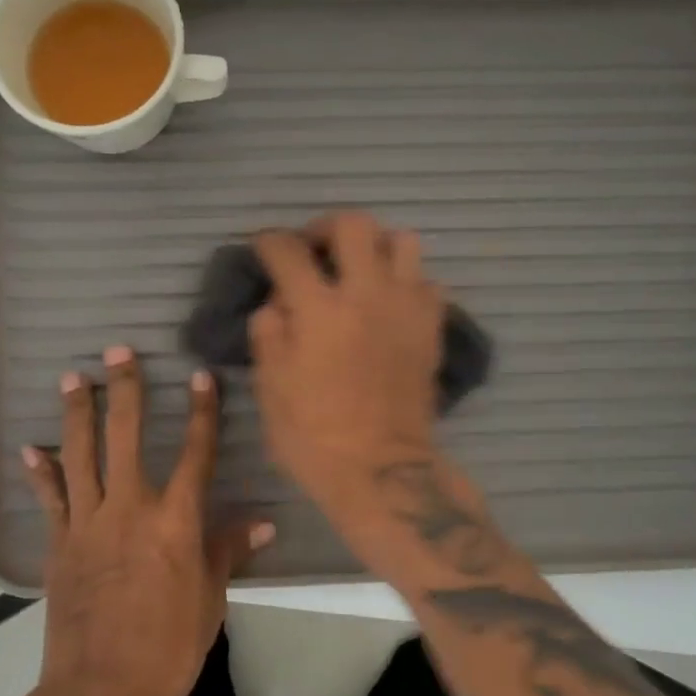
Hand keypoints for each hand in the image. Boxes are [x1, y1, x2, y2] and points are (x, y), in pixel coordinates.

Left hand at [22, 346, 271, 695]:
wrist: (100, 693)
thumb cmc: (169, 648)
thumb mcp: (210, 599)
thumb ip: (227, 550)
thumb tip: (262, 522)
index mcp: (176, 522)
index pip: (196, 453)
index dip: (201, 412)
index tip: (200, 376)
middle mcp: (130, 510)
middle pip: (126, 437)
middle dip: (125, 391)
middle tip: (118, 353)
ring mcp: (88, 525)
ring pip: (80, 456)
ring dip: (77, 414)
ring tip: (74, 379)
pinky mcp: (60, 546)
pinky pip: (50, 500)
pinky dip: (41, 473)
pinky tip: (31, 448)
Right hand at [249, 212, 446, 521]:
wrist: (382, 471)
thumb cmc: (315, 436)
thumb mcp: (271, 387)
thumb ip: (268, 332)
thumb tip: (277, 302)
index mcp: (319, 309)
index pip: (288, 250)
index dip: (269, 241)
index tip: (264, 246)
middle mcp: (366, 294)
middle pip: (353, 224)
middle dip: (325, 227)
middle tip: (315, 248)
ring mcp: (406, 307)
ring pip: (402, 241)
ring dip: (375, 246)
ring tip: (360, 269)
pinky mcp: (432, 326)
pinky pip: (427, 281)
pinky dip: (406, 281)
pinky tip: (390, 302)